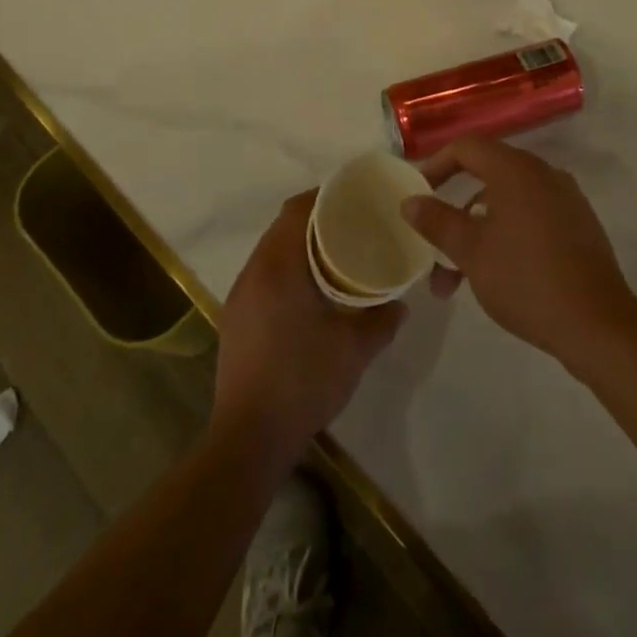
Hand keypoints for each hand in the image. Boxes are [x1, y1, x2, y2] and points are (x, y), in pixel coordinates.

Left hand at [212, 192, 404, 460]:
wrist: (249, 439)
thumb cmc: (304, 381)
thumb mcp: (355, 349)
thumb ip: (382, 320)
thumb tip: (400, 304)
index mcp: (279, 265)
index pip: (298, 209)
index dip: (326, 196)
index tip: (355, 199)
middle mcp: (254, 270)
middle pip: (283, 226)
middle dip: (316, 219)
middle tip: (352, 226)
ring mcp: (240, 295)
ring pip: (272, 250)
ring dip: (300, 245)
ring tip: (335, 256)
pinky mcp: (235, 318)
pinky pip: (264, 274)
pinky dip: (287, 269)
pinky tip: (310, 292)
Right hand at [401, 137, 636, 370]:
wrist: (597, 323)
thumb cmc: (526, 279)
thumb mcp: (471, 252)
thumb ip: (438, 221)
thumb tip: (410, 201)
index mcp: (516, 169)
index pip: (467, 147)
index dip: (437, 165)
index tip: (420, 194)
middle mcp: (543, 173)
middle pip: (488, 175)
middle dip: (455, 210)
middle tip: (434, 244)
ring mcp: (566, 198)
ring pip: (508, 202)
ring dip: (478, 232)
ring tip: (455, 281)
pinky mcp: (579, 224)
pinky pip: (532, 216)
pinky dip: (507, 234)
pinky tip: (498, 273)